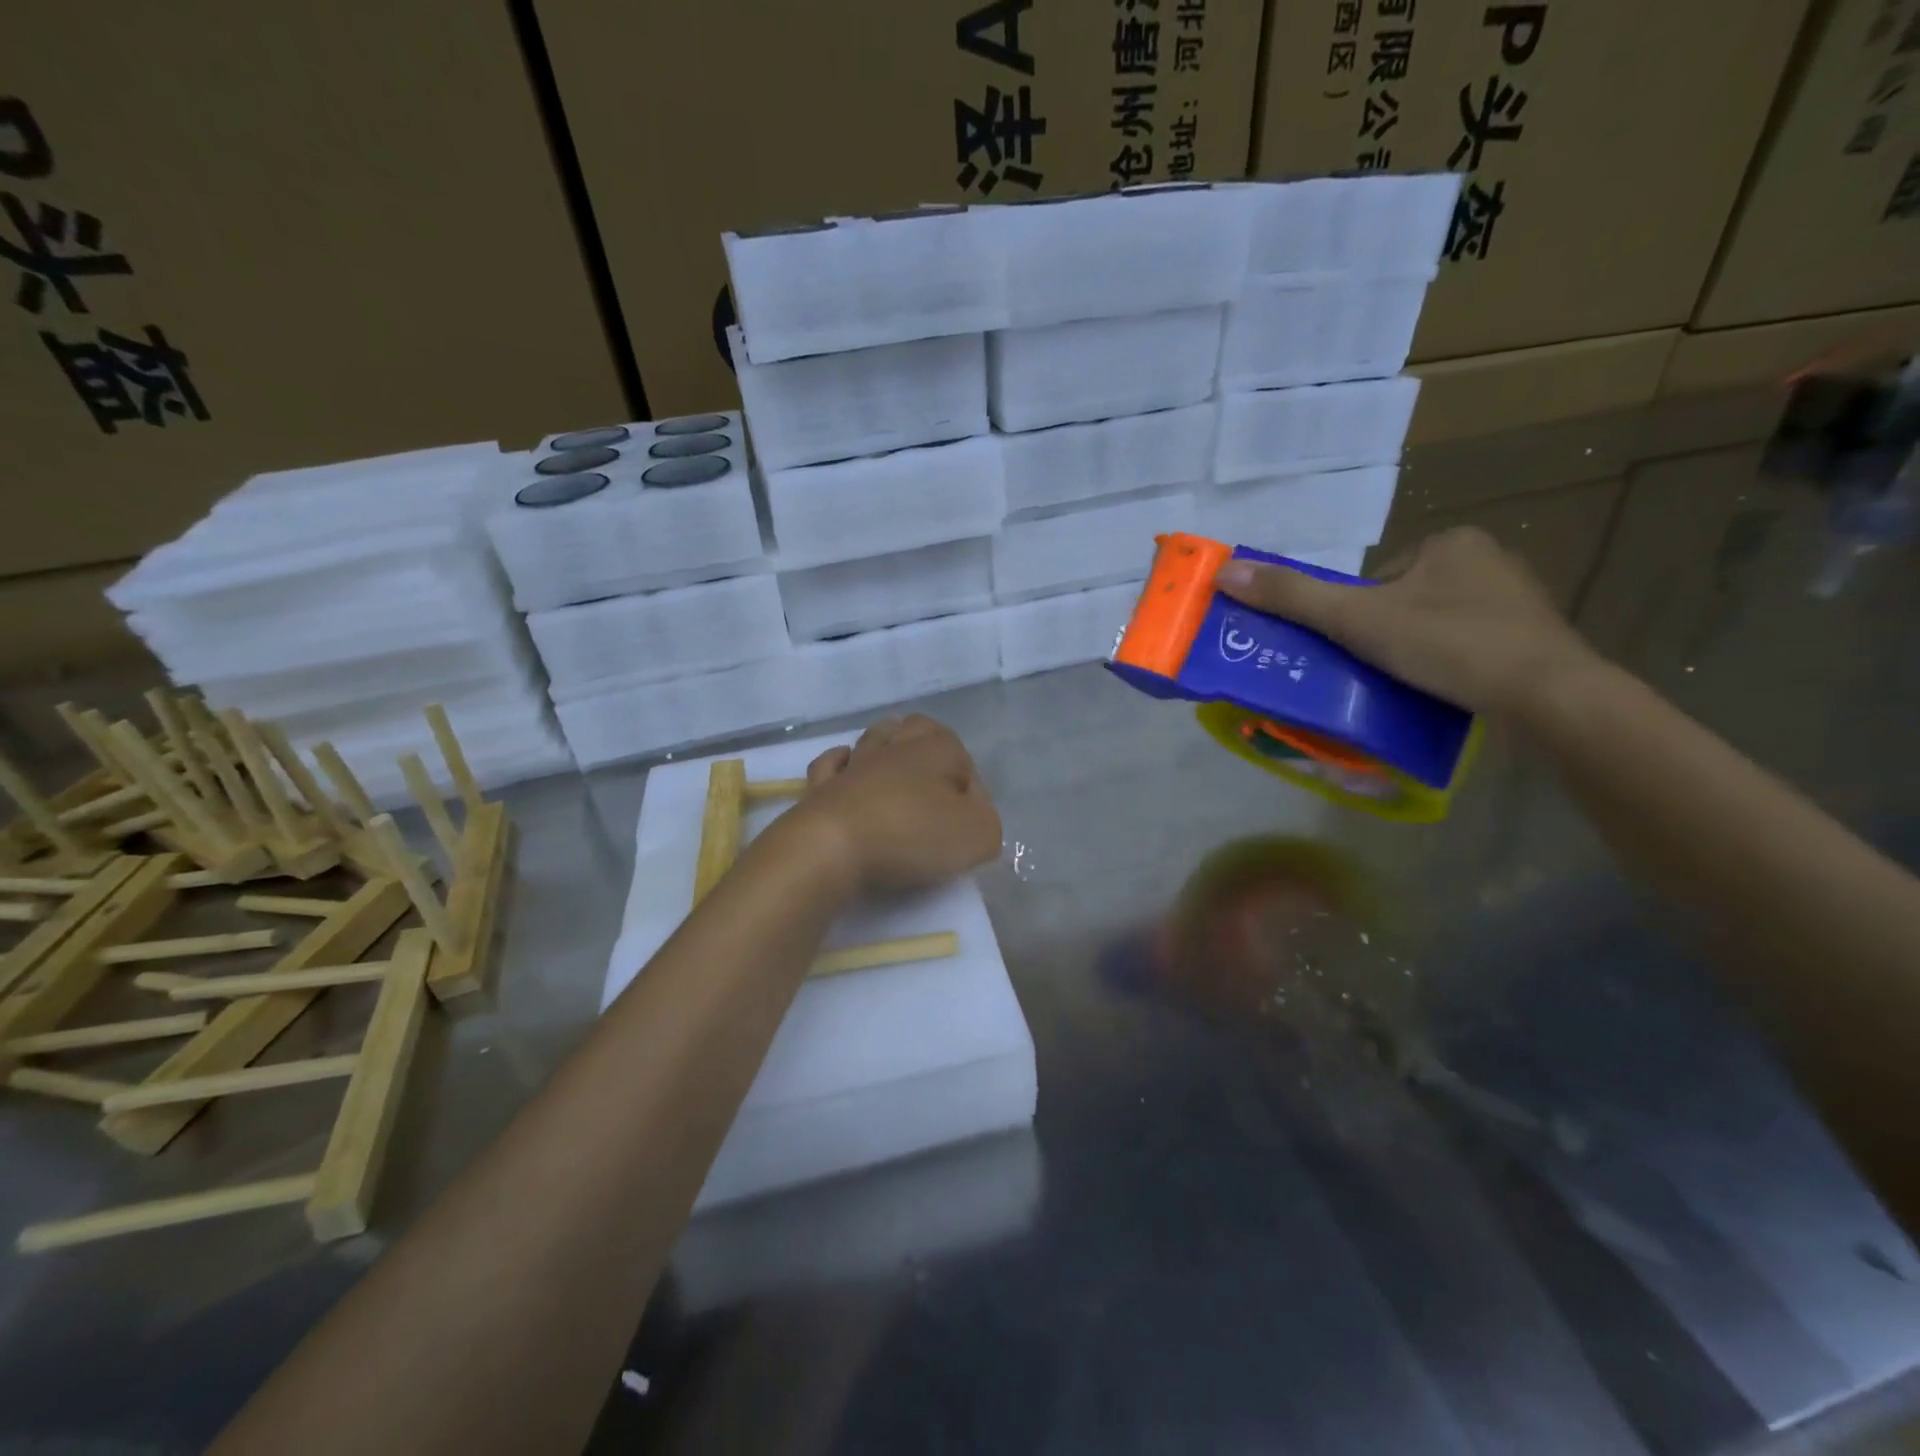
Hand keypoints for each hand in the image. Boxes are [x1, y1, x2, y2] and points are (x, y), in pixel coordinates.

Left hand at [786, 715, 1002, 892]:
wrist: (832, 846)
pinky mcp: (822, 786)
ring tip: (897, 768)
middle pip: (918, 728)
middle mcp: (896, 748)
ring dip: (888, 745)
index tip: (971, 823)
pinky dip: (841, 764)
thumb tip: (973, 819)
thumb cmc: (912, 834)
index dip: (973, 790)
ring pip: (875, 738)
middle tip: (938, 780)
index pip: (965, 761)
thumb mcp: (978, 835)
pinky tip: (848, 773)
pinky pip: (832, 764)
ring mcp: (855, 764)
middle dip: (930, 744)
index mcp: (937, 751)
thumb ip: (987, 823)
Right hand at [1212, 526, 1595, 715]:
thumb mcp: (1357, 619)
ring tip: (1408, 684)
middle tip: (1376, 669)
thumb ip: (1293, 597)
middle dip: (1387, 633)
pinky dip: (1451, 666)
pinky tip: (1446, 690)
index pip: (1380, 576)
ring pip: (1440, 624)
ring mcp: (1519, 601)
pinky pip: (1472, 646)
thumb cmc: (1447, 643)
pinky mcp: (1536, 639)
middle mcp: (1490, 559)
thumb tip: (1225, 572)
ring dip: (1418, 650)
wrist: (1546, 694)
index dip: (1357, 613)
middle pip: (1407, 600)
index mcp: (1450, 543)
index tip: (1356, 647)